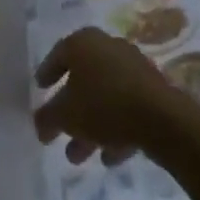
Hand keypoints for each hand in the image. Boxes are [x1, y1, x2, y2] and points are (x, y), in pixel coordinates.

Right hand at [33, 28, 185, 166]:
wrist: (160, 117)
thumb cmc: (104, 105)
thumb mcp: (65, 115)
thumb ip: (47, 118)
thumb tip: (39, 122)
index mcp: (83, 42)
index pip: (58, 54)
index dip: (47, 73)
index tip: (40, 89)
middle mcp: (107, 46)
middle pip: (82, 79)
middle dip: (69, 111)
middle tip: (58, 134)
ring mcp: (132, 66)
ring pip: (104, 96)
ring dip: (90, 126)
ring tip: (79, 157)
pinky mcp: (151, 88)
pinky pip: (125, 106)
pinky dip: (114, 128)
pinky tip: (109, 156)